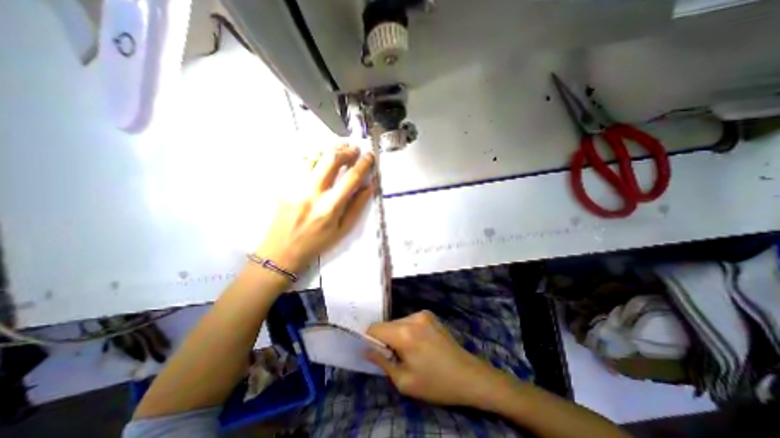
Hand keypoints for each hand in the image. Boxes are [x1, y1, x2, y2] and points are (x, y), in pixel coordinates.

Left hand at [256, 143, 373, 272]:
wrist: (282, 250)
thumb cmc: (317, 242)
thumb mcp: (343, 230)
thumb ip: (357, 207)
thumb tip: (368, 186)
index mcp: (330, 207)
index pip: (351, 178)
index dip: (363, 163)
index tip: (370, 155)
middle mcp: (312, 193)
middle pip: (330, 159)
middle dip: (346, 150)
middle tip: (354, 148)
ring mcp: (295, 186)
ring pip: (313, 156)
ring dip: (329, 149)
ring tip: (340, 147)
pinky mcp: (284, 184)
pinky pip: (299, 162)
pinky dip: (313, 155)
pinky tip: (320, 156)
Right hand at [365, 311, 498, 406]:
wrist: (468, 375)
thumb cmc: (435, 383)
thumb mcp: (404, 381)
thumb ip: (382, 362)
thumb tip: (367, 350)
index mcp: (404, 334)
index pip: (376, 327)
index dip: (371, 339)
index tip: (374, 352)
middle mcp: (412, 318)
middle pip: (387, 324)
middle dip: (386, 339)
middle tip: (395, 357)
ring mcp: (423, 314)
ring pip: (398, 322)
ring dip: (397, 334)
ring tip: (410, 351)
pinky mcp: (430, 314)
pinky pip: (409, 320)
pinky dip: (407, 330)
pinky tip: (419, 344)